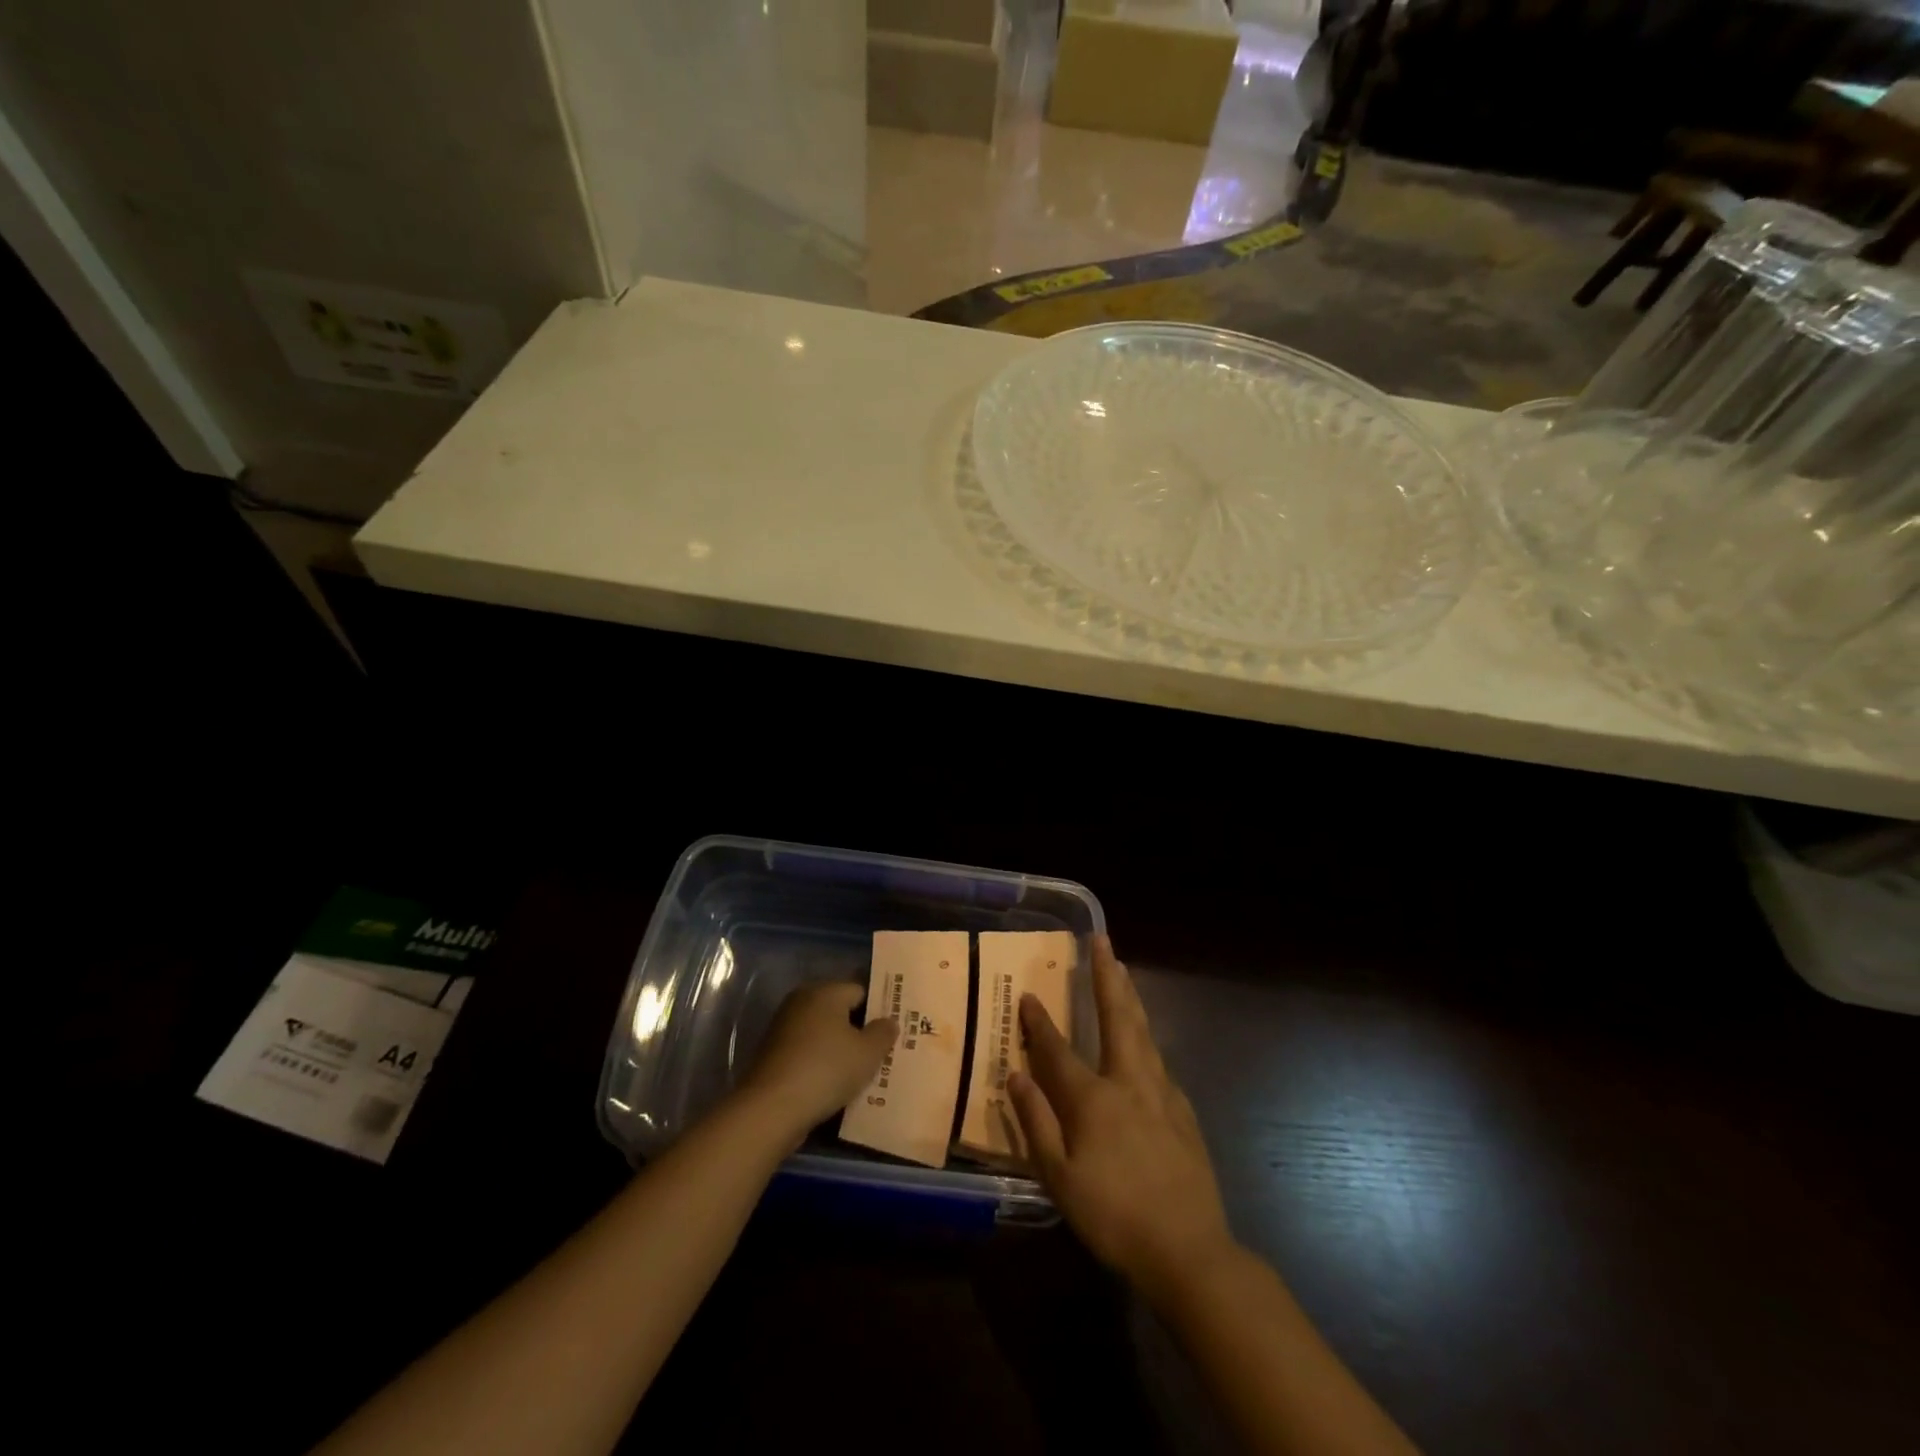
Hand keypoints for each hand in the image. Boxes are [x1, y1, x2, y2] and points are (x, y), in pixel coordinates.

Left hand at [742, 982, 896, 1142]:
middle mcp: (802, 1001)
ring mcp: (784, 1027)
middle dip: (859, 1030)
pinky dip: (821, 1063)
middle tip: (881, 1052)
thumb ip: (883, 1033)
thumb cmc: (826, 1070)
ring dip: (840, 1049)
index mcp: (825, 991)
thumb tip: (888, 1021)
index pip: (860, 991)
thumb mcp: (867, 1053)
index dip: (879, 1010)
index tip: (892, 1032)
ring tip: (861, 1072)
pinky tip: (834, 1083)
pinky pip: (807, 1051)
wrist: (771, 1108)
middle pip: (840, 1011)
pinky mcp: (773, 1053)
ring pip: (823, 1033)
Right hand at [1009, 937, 1234, 1301]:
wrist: (1190, 1252)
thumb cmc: (1114, 1217)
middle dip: (1106, 976)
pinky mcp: (1184, 1112)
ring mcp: (1162, 1094)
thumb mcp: (1060, 1179)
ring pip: (1144, 1032)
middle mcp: (1129, 1082)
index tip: (1027, 995)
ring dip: (1130, 997)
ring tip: (1123, 970)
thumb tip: (1014, 1076)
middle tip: (1103, 941)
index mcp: (1094, 1098)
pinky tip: (1145, 1043)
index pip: (1059, 1049)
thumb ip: (1036, 1122)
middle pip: (1117, 1017)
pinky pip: (1159, 1062)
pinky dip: (1147, 1038)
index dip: (1040, 1022)